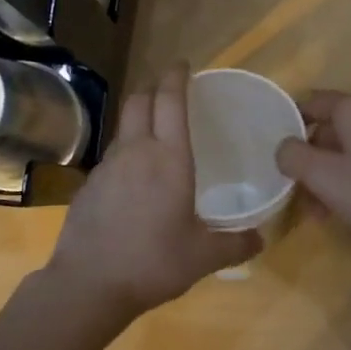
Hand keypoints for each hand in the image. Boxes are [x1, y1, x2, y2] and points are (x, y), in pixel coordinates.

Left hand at [46, 63, 260, 315]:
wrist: (89, 284)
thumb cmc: (153, 262)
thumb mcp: (203, 257)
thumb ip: (235, 244)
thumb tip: (262, 238)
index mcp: (169, 158)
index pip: (170, 101)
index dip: (176, 77)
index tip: (182, 65)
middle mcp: (136, 151)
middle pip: (139, 101)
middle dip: (153, 88)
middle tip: (168, 91)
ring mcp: (107, 166)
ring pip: (123, 127)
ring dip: (138, 120)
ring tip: (154, 134)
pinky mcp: (89, 184)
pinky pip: (111, 156)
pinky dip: (125, 152)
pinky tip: (132, 178)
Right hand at [275, 90, 350, 254]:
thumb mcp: (324, 177)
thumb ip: (293, 156)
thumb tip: (284, 148)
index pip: (311, 102)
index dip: (288, 123)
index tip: (274, 152)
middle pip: (329, 127)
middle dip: (309, 158)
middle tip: (296, 190)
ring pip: (348, 146)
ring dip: (328, 173)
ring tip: (318, 211)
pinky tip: (344, 208)